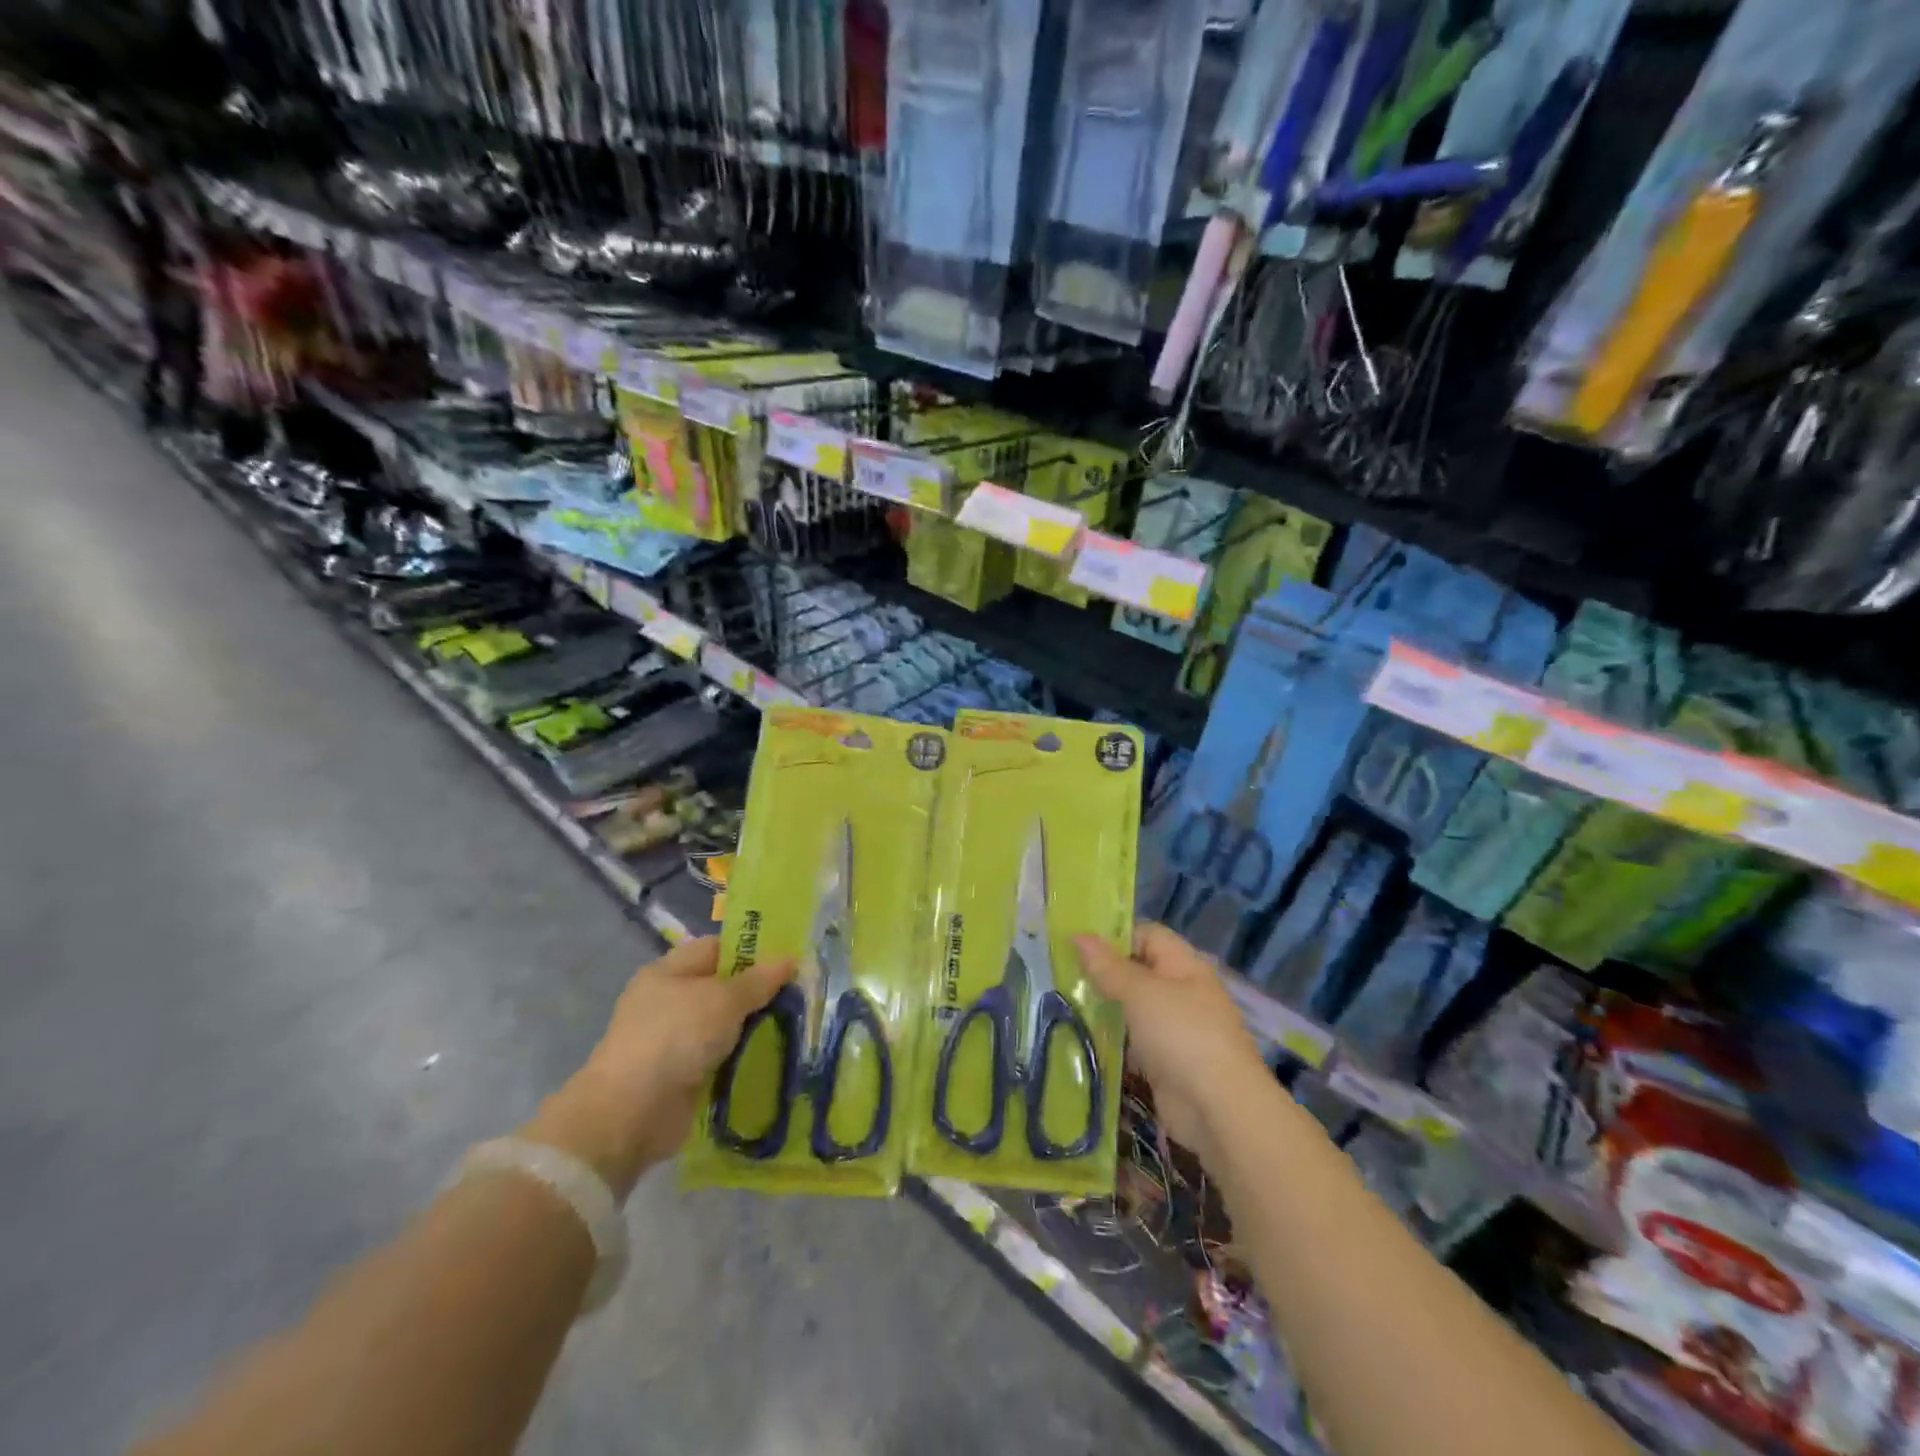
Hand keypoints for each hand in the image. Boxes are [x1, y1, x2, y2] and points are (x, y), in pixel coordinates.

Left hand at [525, 939, 792, 1194]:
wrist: (632, 1113)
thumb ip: (758, 980)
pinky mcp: (682, 1076)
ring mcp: (673, 1041)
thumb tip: (789, 958)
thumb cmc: (676, 1037)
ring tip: (797, 1025)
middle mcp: (668, 1002)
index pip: (717, 948)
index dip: (752, 950)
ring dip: (754, 1028)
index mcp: (668, 972)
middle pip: (723, 988)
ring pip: (724, 1025)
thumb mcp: (723, 1000)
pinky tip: (775, 1057)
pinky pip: (721, 1058)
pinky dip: (743, 1058)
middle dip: (759, 992)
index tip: (788, 959)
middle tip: (801, 993)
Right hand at [1074, 923, 1270, 1164]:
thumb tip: (1078, 936)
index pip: (1146, 935)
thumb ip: (1107, 967)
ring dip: (1105, 1009)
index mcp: (1184, 965)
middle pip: (1138, 972)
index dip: (1114, 935)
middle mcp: (1182, 992)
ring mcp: (1176, 1029)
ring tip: (1063, 1006)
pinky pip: (1134, 1042)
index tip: (1076, 945)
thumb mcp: (1140, 993)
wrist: (1218, 1109)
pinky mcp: (1166, 1063)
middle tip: (1062, 976)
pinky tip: (1082, 1041)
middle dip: (1103, 974)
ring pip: (1133, 1009)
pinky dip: (1112, 1042)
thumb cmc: (1181, 1035)